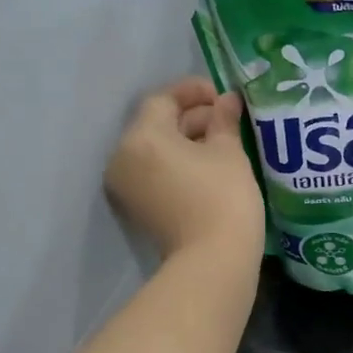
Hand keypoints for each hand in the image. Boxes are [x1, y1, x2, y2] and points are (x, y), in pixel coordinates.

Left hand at [106, 78, 261, 262]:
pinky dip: (177, 164)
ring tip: (222, 143)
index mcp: (142, 137)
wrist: (213, 260)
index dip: (194, 92)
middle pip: (155, 125)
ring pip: (155, 150)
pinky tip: (208, 166)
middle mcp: (123, 158)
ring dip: (185, 141)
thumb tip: (226, 100)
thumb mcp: (229, 152)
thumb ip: (223, 120)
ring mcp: (126, 186)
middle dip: (191, 118)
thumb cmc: (223, 197)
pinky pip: (154, 173)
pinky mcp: (137, 208)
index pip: (163, 100)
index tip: (223, 96)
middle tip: (227, 120)